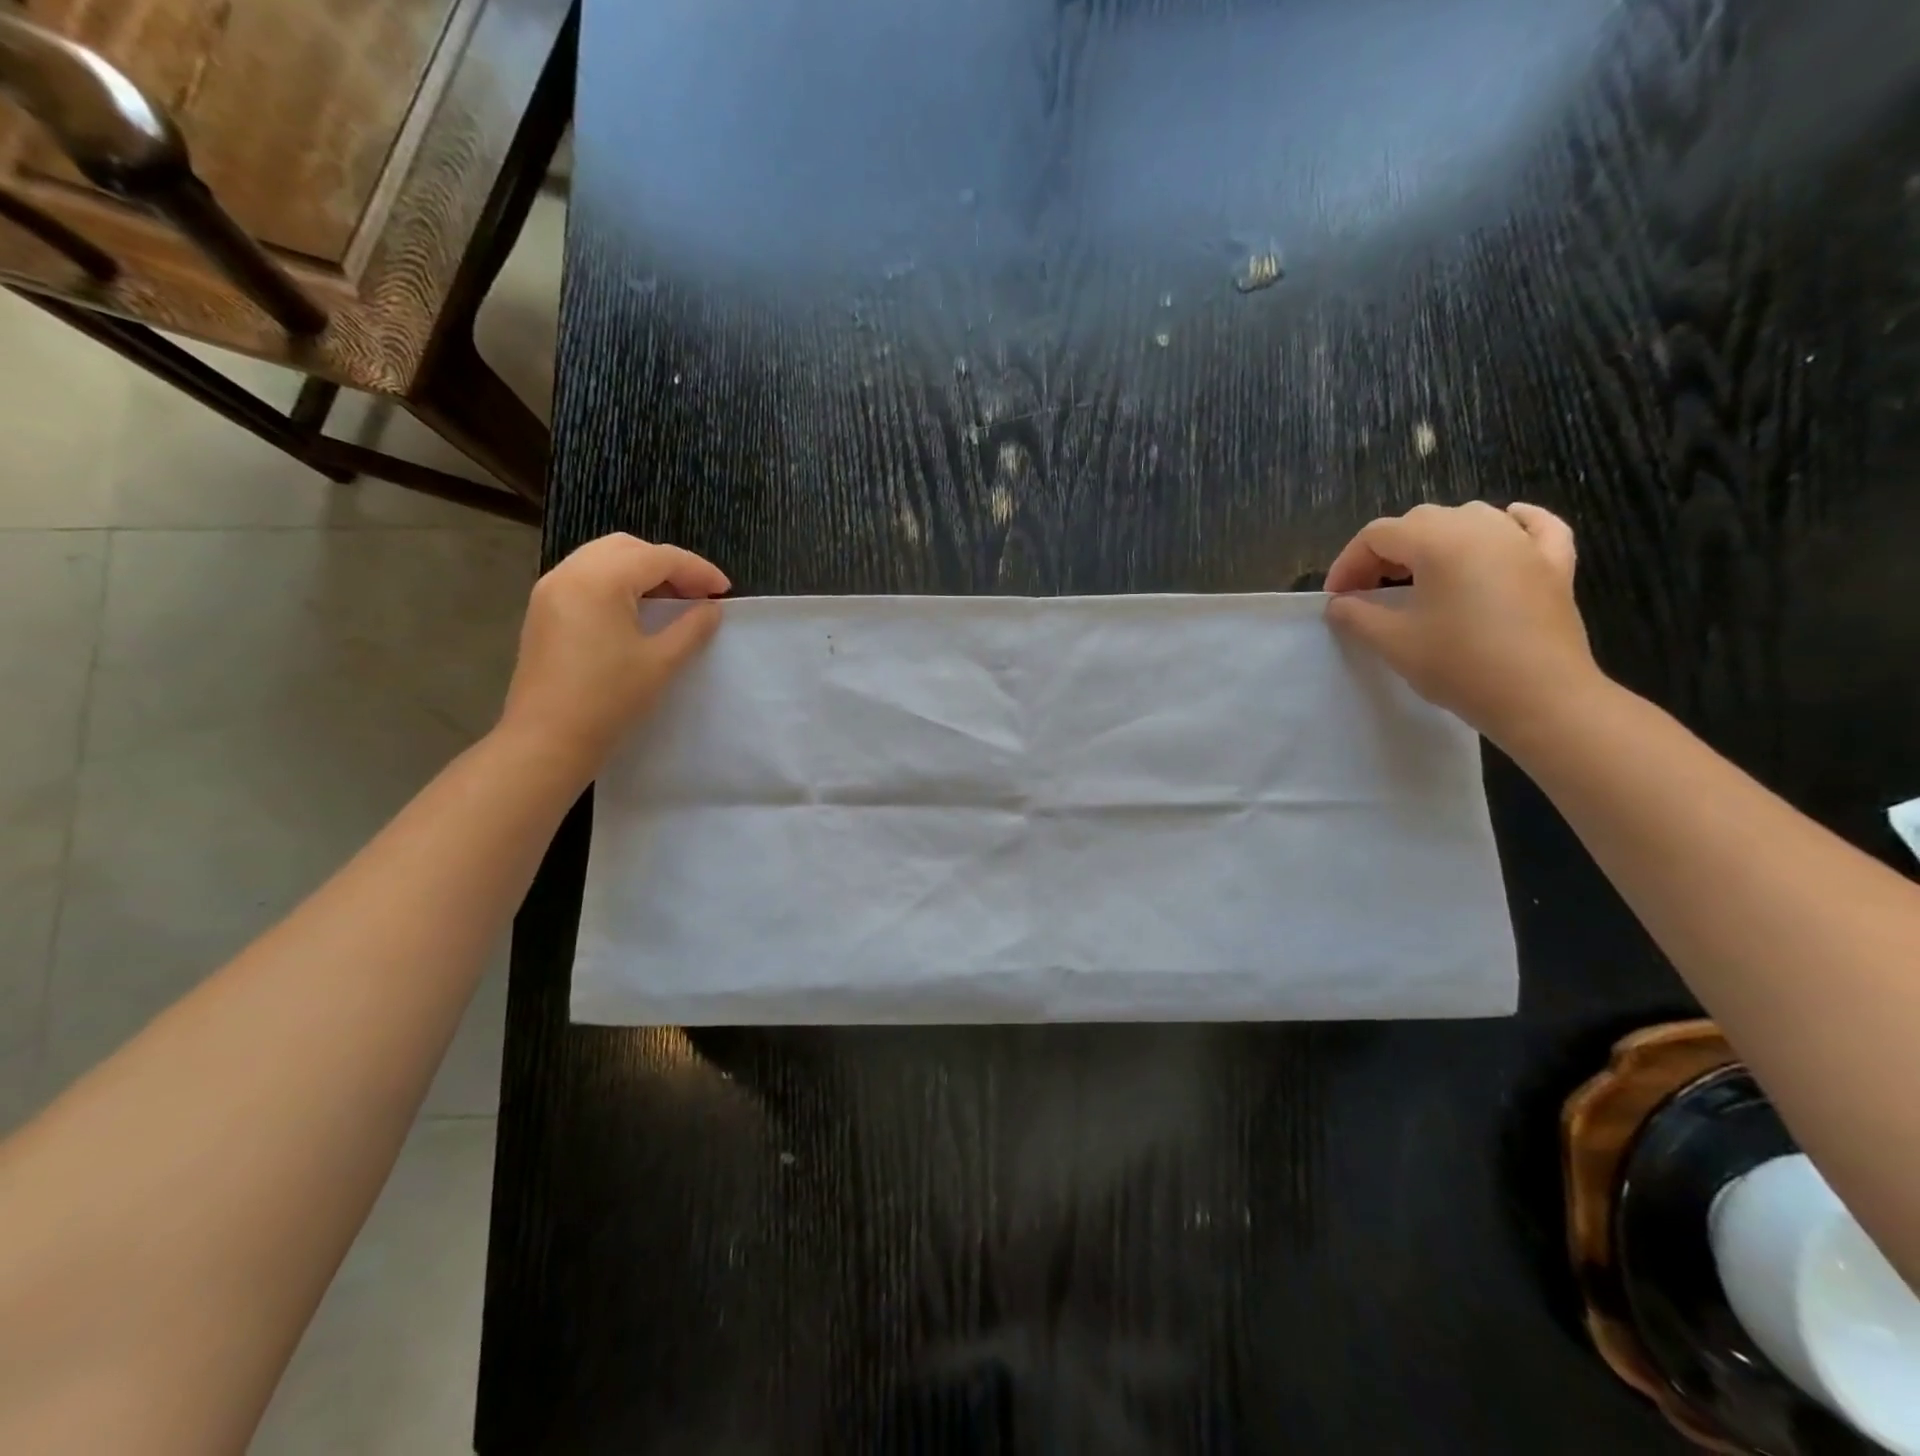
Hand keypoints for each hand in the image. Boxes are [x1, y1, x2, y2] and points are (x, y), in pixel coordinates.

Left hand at [496, 533, 728, 773]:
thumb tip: (712, 609)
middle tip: (698, 593)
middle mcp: (570, 573)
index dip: (698, 570)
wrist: (547, 740)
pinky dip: (618, 583)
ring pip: (604, 559)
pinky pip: (586, 578)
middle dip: (669, 564)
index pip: (658, 558)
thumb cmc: (609, 700)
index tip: (725, 591)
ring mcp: (550, 590)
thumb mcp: (661, 662)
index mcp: (599, 580)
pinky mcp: (543, 610)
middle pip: (628, 548)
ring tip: (672, 601)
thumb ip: (692, 628)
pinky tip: (638, 611)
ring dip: (642, 571)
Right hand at [1323, 501, 1598, 744]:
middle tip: (1367, 593)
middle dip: (1385, 553)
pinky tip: (1503, 528)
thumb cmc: (1460, 665)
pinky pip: (1533, 526)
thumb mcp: (1392, 642)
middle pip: (1420, 521)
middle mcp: (1483, 527)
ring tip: (1418, 574)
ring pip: (1469, 518)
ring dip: (1434, 539)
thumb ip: (1356, 615)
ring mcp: (1524, 542)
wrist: (1541, 698)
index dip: (1348, 563)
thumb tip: (1339, 603)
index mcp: (1439, 541)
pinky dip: (1511, 524)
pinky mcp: (1555, 563)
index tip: (1336, 599)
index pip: (1378, 535)